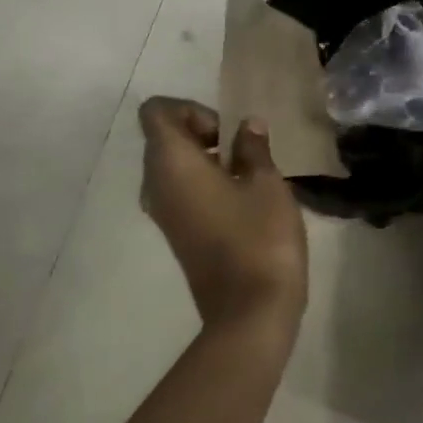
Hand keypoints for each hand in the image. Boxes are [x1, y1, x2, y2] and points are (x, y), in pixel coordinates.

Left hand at [139, 97, 307, 332]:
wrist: (250, 312)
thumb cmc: (259, 238)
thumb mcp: (266, 184)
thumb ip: (253, 148)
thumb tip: (247, 126)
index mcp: (171, 163)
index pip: (156, 111)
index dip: (190, 109)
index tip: (225, 131)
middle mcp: (155, 184)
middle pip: (163, 137)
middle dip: (202, 132)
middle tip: (243, 150)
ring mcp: (162, 212)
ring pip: (172, 166)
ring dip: (205, 159)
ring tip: (247, 174)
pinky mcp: (175, 233)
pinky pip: (179, 191)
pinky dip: (203, 182)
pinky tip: (241, 199)